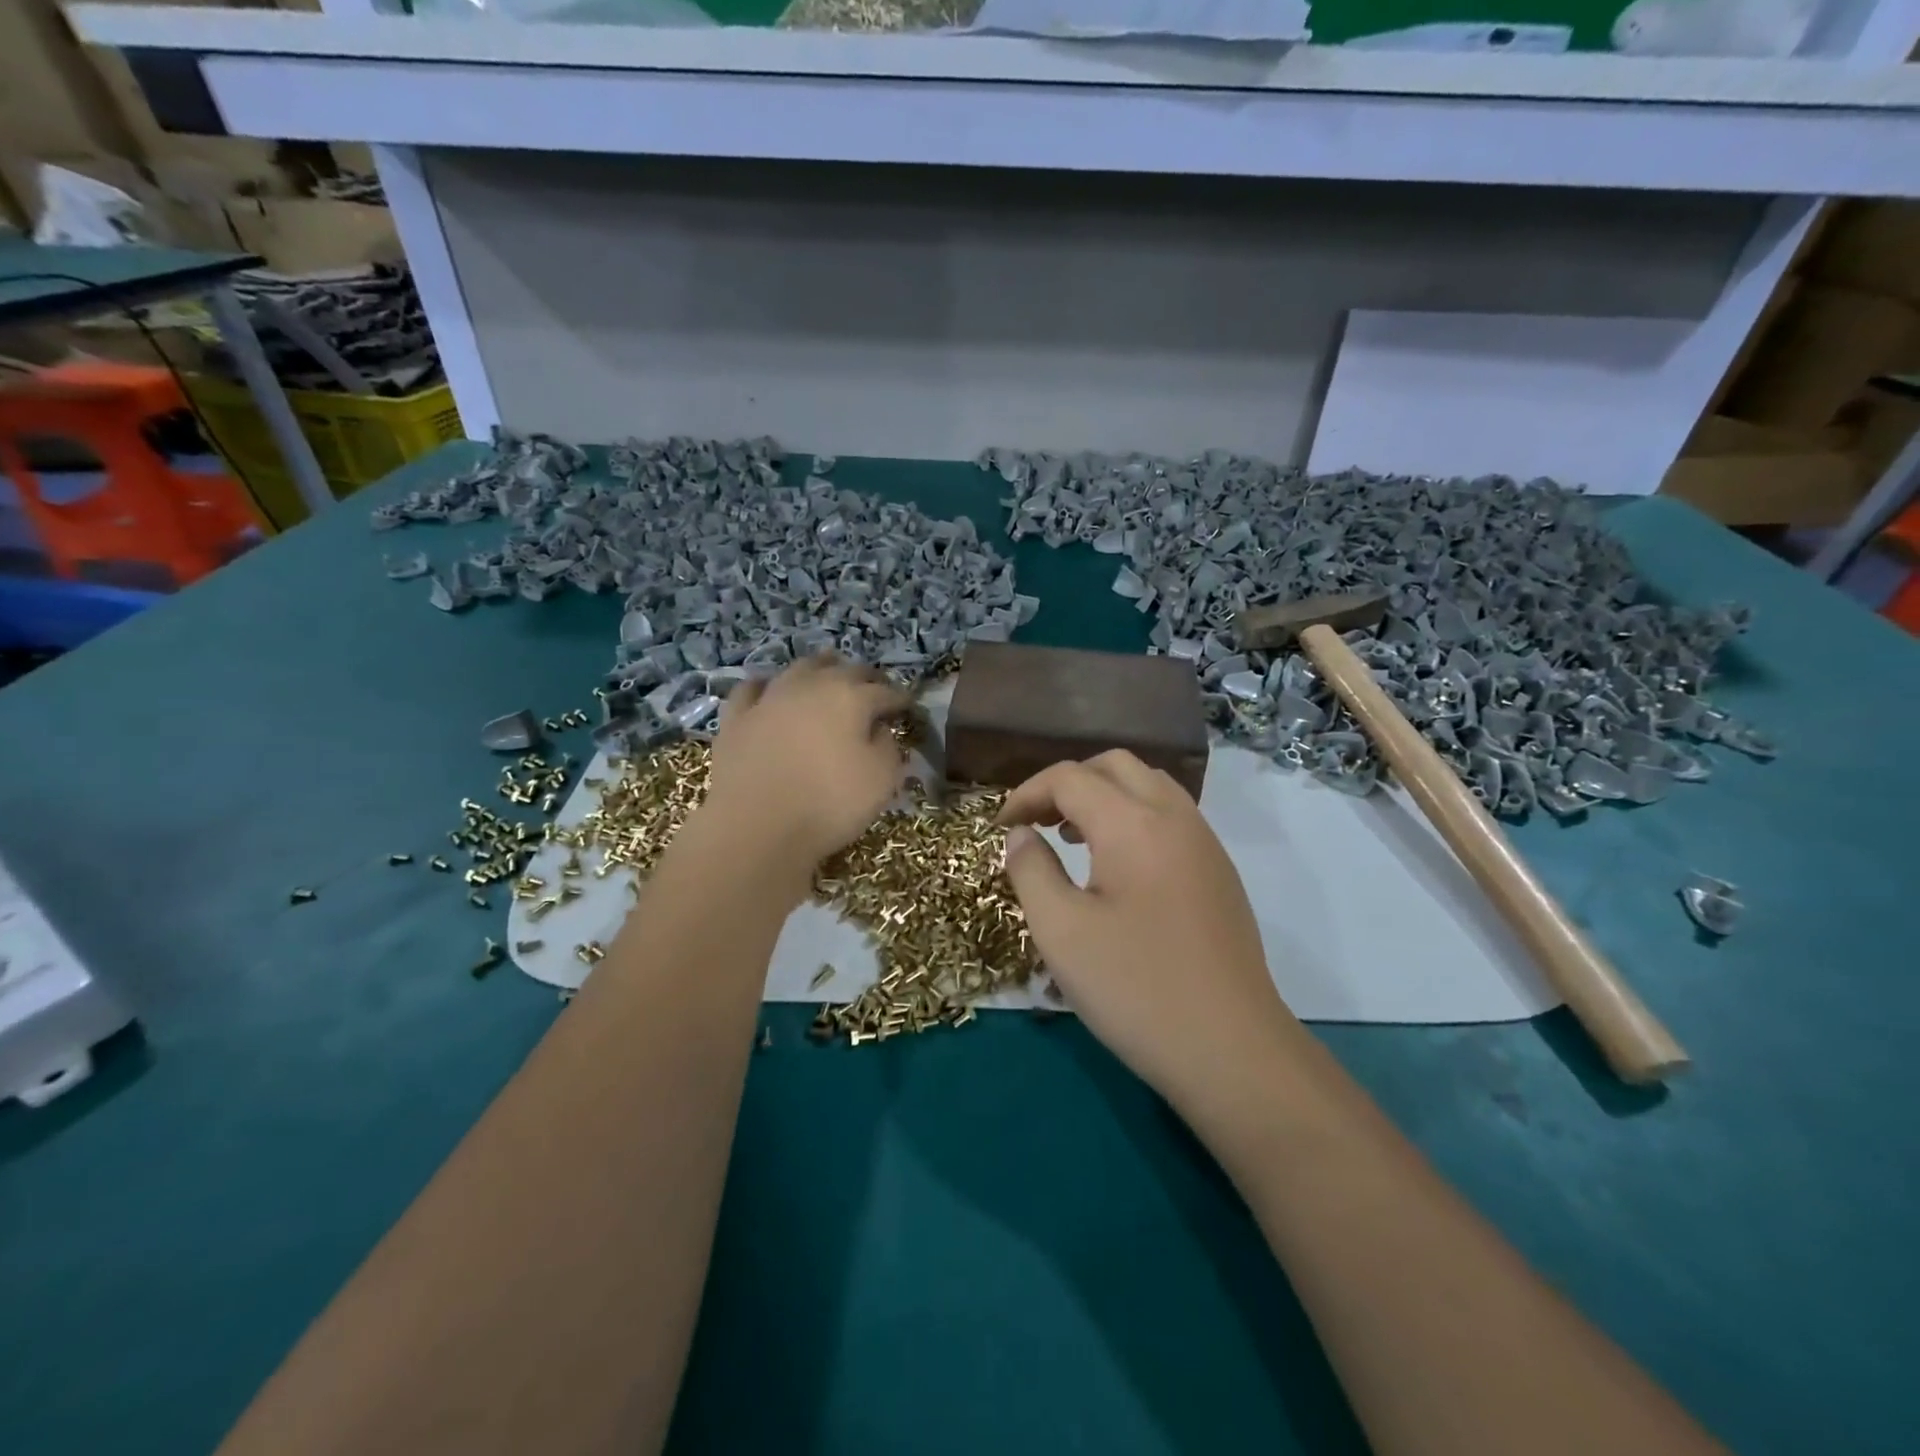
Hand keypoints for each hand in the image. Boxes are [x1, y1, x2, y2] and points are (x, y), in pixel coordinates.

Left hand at [700, 655, 911, 871]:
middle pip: (844, 670)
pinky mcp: (736, 718)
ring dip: (819, 667)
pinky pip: (752, 689)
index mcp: (851, 698)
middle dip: (865, 677)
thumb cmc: (828, 803)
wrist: (754, 826)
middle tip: (874, 688)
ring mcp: (770, 698)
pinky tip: (769, 688)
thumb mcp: (881, 781)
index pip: (884, 692)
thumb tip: (881, 731)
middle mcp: (811, 686)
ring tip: (828, 671)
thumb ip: (889, 748)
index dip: (899, 699)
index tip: (908, 707)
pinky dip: (766, 684)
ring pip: (799, 668)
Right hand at [998, 752, 1299, 1105]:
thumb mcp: (1061, 931)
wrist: (1231, 1049)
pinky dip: (1134, 817)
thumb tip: (1021, 834)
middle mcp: (1174, 817)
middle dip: (1068, 783)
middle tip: (1038, 823)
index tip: (1000, 827)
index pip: (1070, 777)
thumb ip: (1031, 870)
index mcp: (1133, 823)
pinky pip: (1171, 816)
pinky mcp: (1219, 872)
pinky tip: (1117, 868)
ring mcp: (1205, 843)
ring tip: (1073, 839)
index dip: (1026, 794)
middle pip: (1114, 766)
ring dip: (1104, 797)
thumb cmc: (1135, 988)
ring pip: (1149, 786)